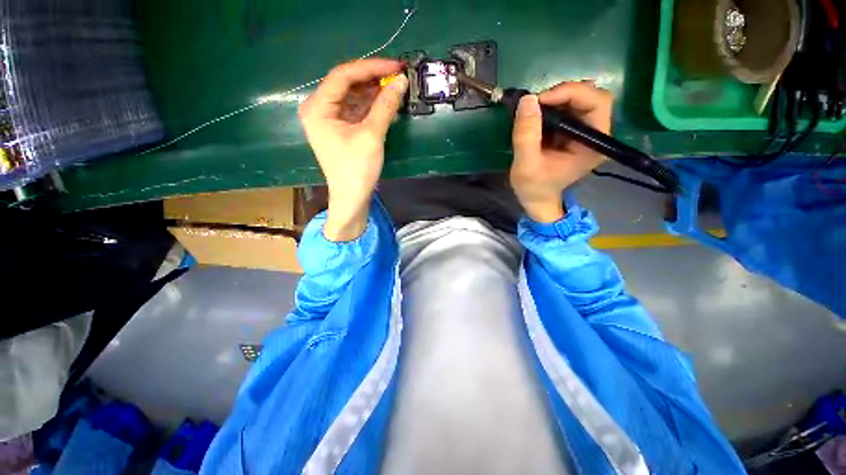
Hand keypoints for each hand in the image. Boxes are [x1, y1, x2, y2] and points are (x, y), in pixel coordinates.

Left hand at [298, 59, 408, 240]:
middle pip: (347, 84)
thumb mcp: (371, 135)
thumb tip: (402, 81)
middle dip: (373, 80)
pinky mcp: (340, 129)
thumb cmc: (357, 169)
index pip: (343, 76)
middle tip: (398, 76)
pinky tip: (386, 103)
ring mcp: (329, 119)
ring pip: (353, 97)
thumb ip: (385, 106)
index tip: (395, 66)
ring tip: (396, 88)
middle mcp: (319, 109)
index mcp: (317, 107)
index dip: (371, 68)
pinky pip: (356, 110)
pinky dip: (371, 106)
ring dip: (374, 92)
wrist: (352, 198)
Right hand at [510, 82, 611, 222]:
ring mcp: (585, 132)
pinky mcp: (574, 132)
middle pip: (591, 97)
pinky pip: (568, 108)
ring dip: (556, 99)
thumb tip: (528, 99)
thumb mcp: (525, 164)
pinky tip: (537, 115)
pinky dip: (552, 106)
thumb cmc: (533, 187)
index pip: (597, 103)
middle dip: (563, 94)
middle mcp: (596, 135)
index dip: (571, 93)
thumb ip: (526, 135)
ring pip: (580, 99)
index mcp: (593, 145)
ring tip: (534, 109)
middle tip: (536, 103)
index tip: (540, 100)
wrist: (535, 198)